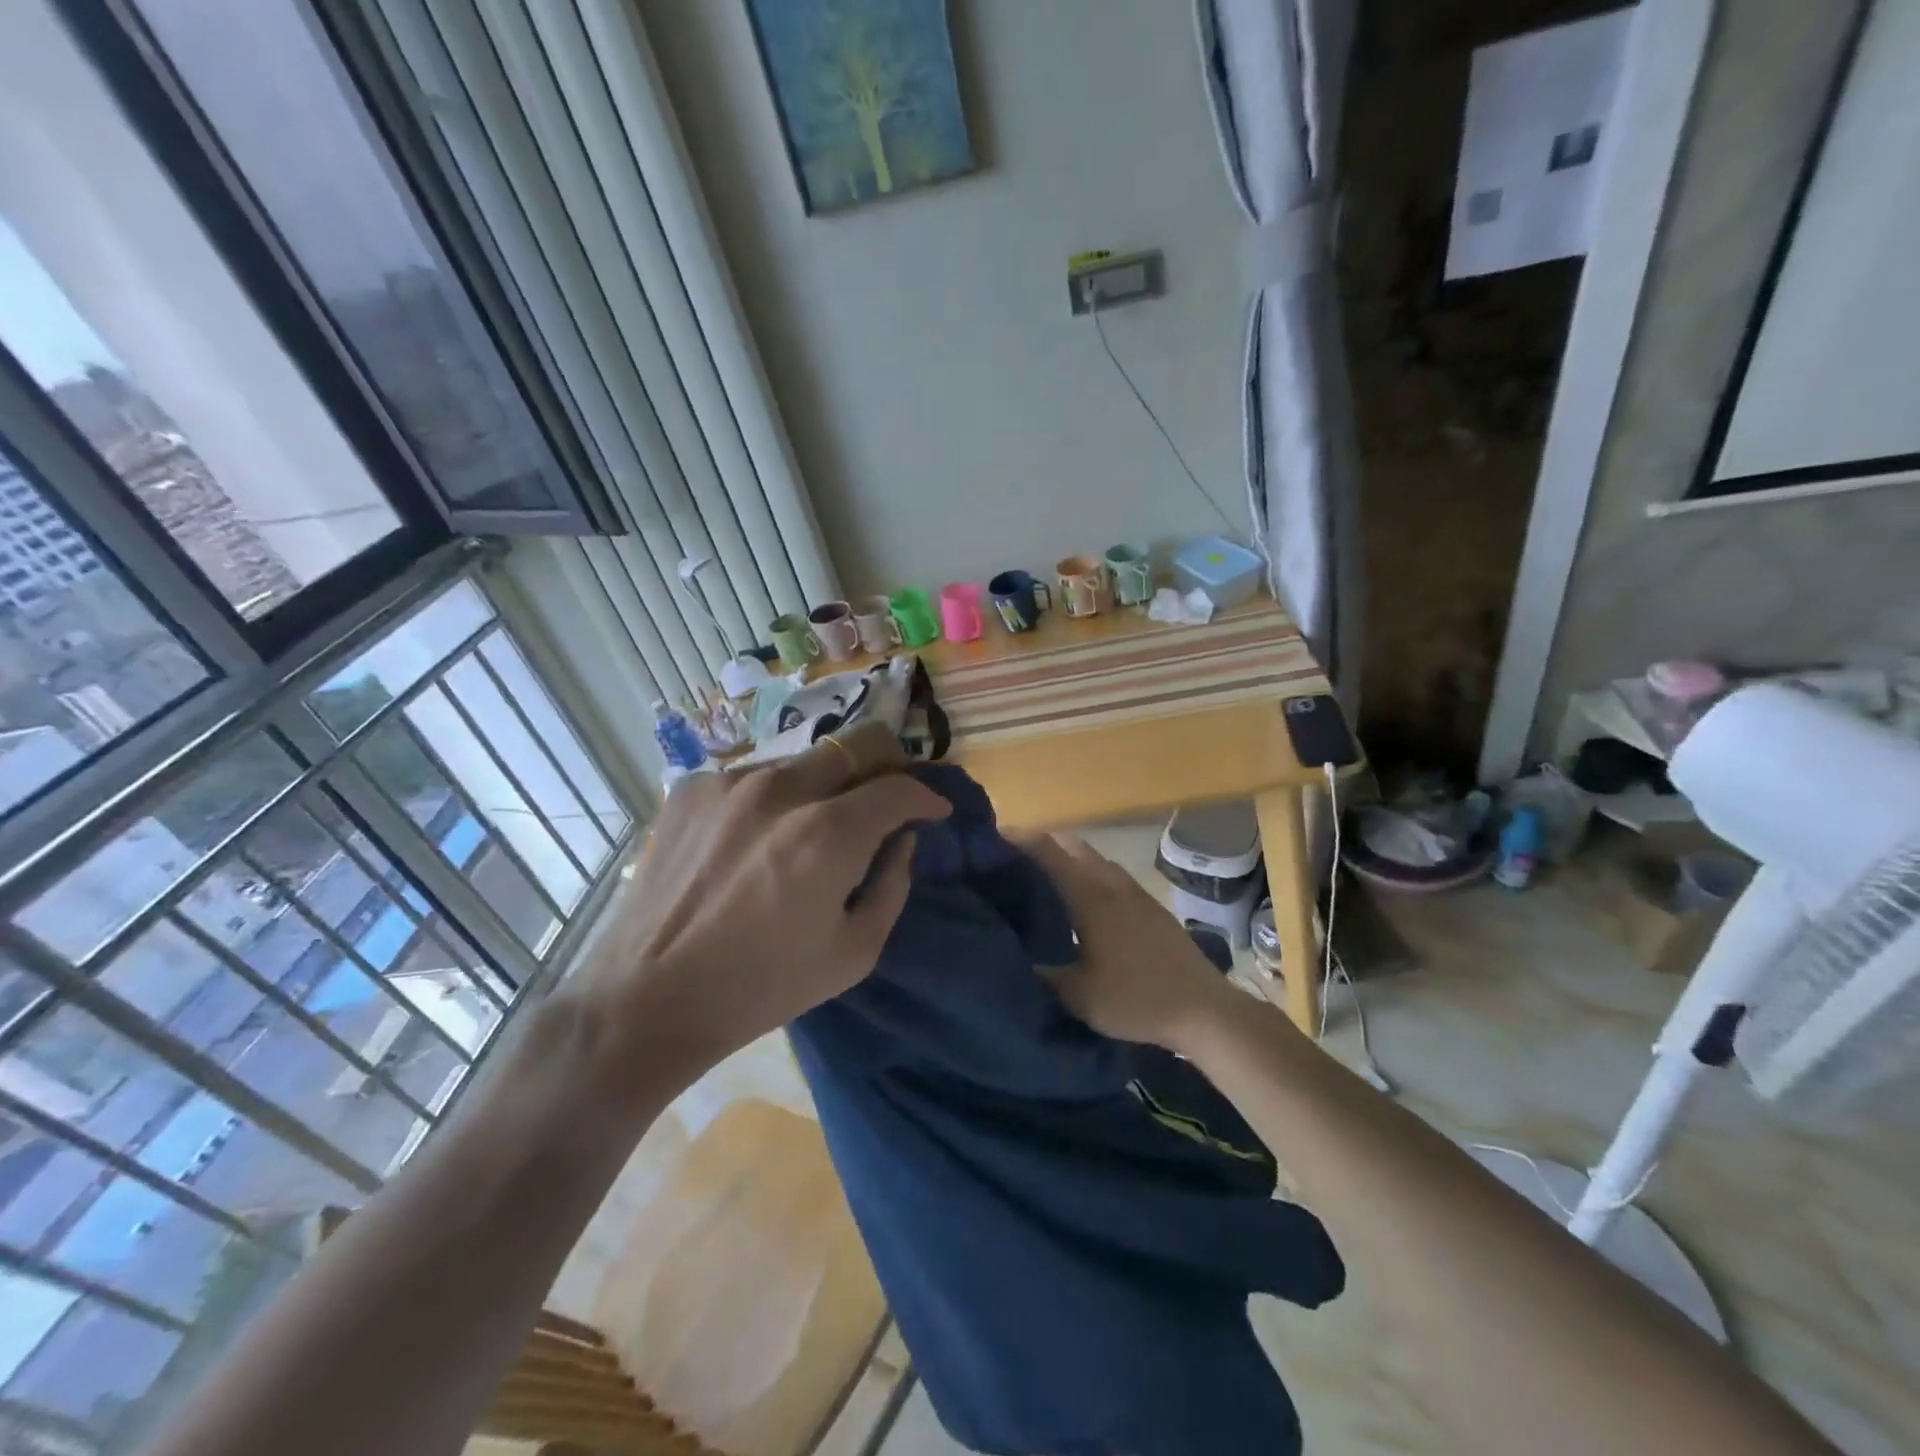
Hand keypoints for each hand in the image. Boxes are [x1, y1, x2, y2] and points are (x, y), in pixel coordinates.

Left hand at [570, 723, 949, 1086]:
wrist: (648, 998)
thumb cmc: (762, 986)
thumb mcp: (853, 952)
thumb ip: (893, 885)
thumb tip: (901, 841)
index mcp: (826, 833)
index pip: (898, 787)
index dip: (926, 796)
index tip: (933, 811)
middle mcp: (780, 789)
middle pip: (857, 744)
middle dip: (887, 765)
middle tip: (889, 796)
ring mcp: (729, 783)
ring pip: (804, 760)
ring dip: (827, 784)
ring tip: (816, 824)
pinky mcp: (691, 788)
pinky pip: (754, 776)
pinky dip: (775, 798)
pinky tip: (759, 836)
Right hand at [1023, 833, 1241, 1053]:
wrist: (1204, 1009)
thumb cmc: (1137, 1000)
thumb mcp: (1078, 997)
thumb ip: (1041, 975)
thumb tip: (1009, 957)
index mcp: (1090, 897)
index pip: (1048, 853)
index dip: (1019, 840)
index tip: (991, 837)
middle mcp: (1111, 884)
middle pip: (1072, 846)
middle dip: (1041, 843)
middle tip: (1011, 858)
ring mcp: (1135, 893)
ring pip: (1094, 859)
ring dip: (1067, 856)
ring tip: (1041, 875)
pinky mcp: (1151, 906)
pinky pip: (1110, 874)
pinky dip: (1088, 872)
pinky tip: (1082, 898)